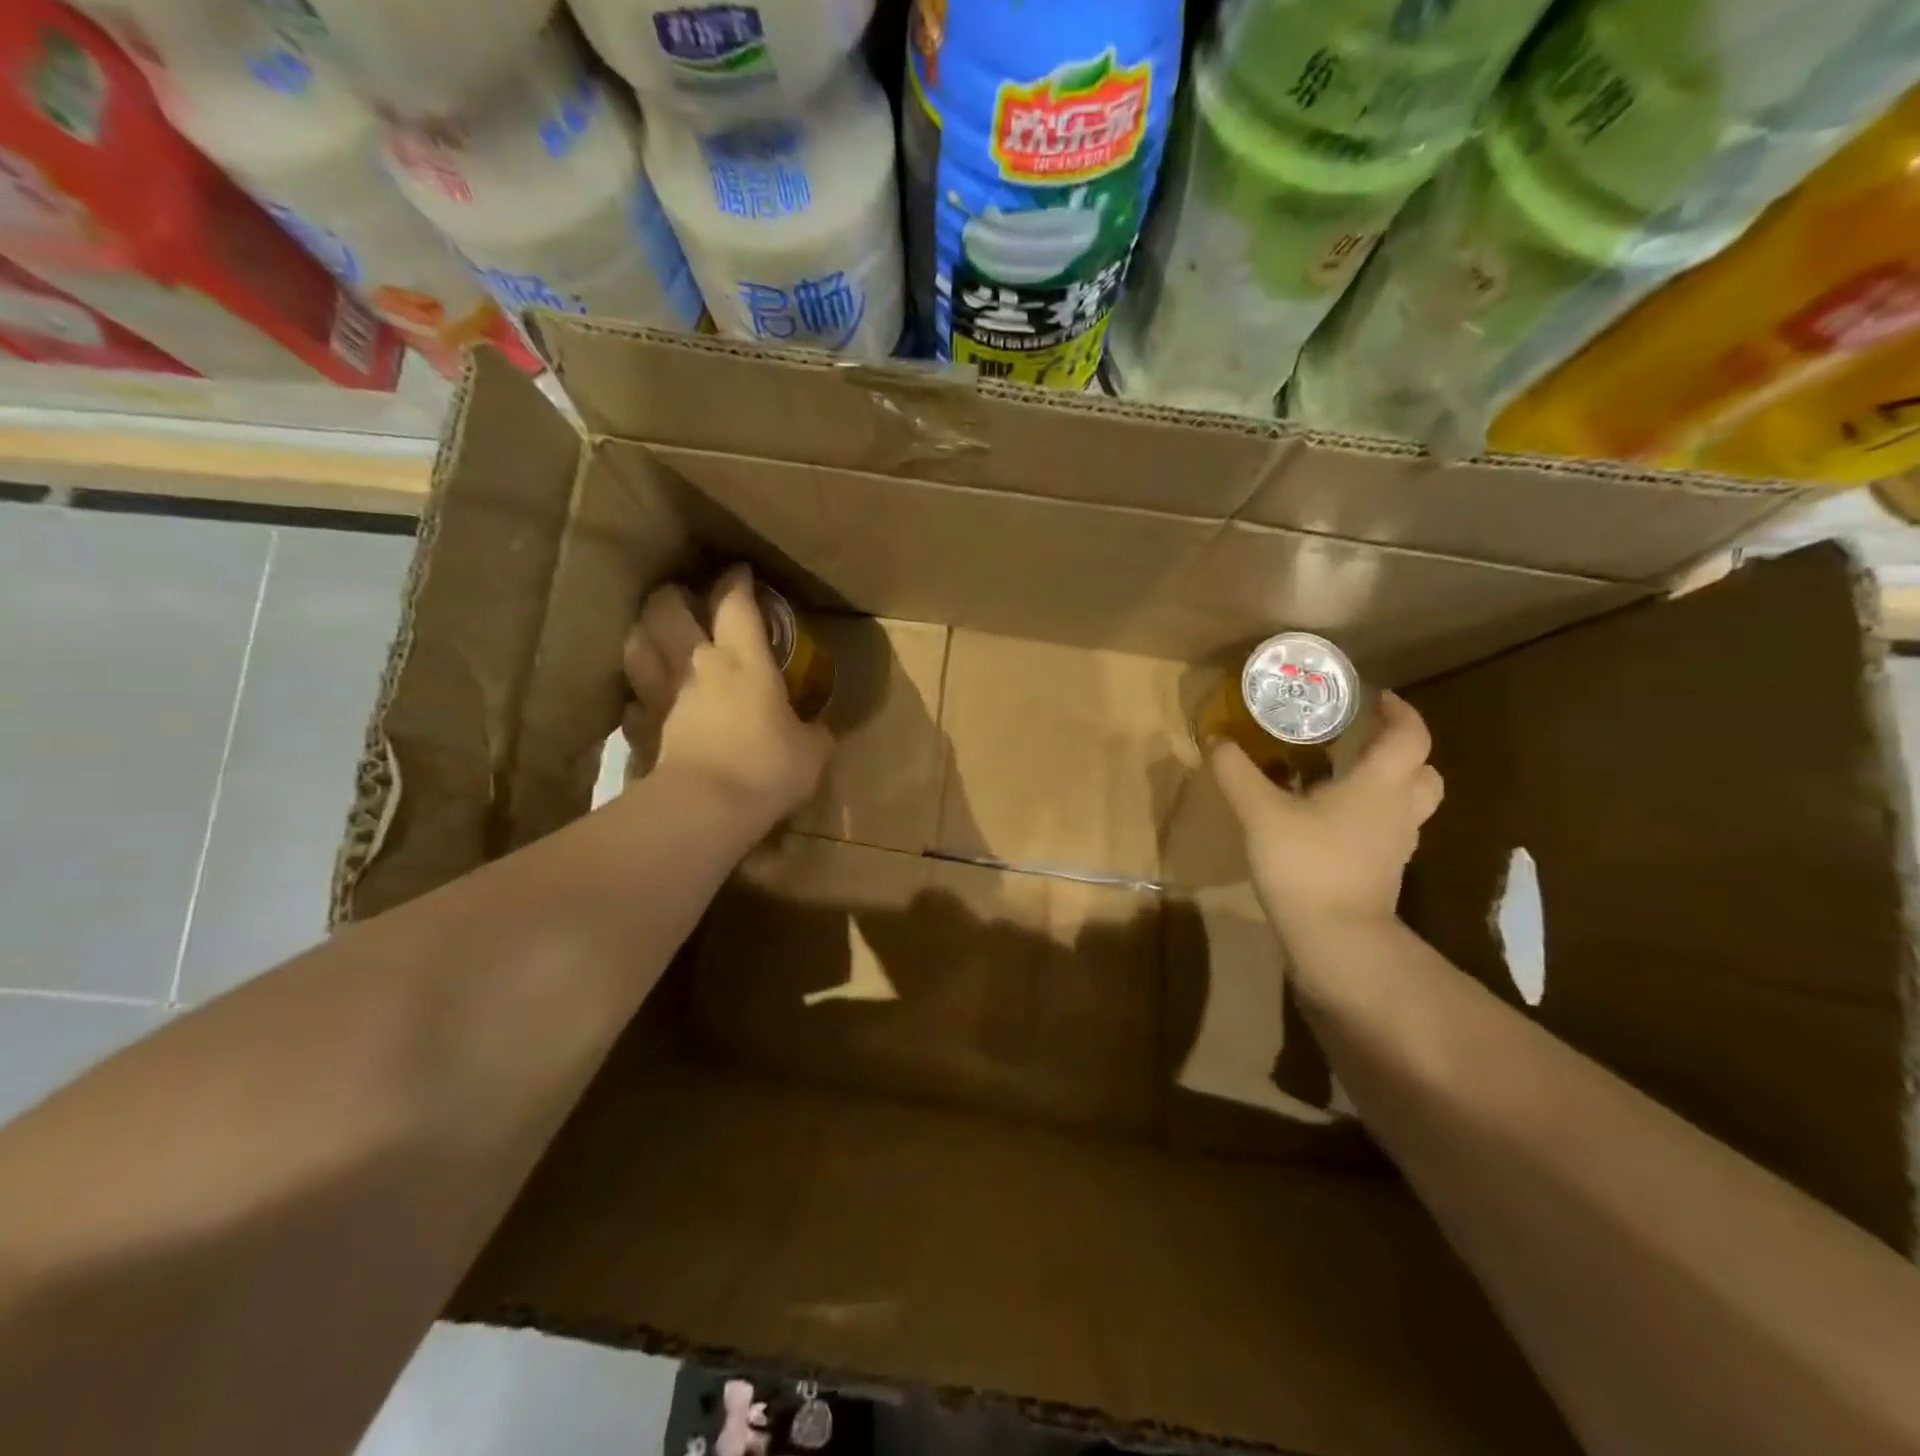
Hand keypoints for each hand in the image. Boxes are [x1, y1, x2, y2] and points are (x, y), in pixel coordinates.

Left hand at [622, 566, 830, 826]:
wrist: (705, 808)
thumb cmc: (767, 768)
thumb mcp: (811, 753)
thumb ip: (814, 734)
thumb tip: (819, 732)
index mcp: (743, 660)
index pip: (736, 604)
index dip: (737, 582)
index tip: (739, 572)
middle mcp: (695, 665)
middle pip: (667, 609)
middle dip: (673, 596)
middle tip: (684, 599)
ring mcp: (659, 696)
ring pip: (636, 646)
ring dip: (644, 636)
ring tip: (655, 640)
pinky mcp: (638, 730)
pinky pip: (631, 702)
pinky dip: (636, 697)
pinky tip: (644, 704)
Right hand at [1209, 691, 1443, 939]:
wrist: (1336, 940)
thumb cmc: (1307, 865)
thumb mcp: (1260, 813)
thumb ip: (1237, 773)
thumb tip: (1215, 740)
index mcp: (1380, 785)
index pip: (1410, 736)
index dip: (1400, 712)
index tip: (1378, 697)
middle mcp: (1397, 811)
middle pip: (1423, 773)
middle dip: (1401, 751)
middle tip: (1364, 741)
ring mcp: (1394, 846)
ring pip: (1407, 804)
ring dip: (1387, 784)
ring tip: (1344, 778)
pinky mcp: (1381, 872)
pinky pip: (1385, 831)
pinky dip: (1369, 817)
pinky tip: (1329, 821)